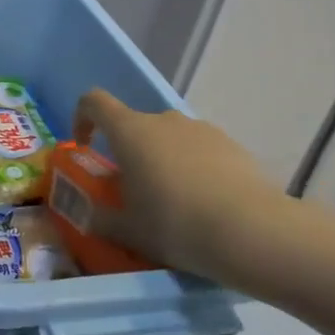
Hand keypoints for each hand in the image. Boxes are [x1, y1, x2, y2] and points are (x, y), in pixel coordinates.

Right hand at [73, 90, 294, 293]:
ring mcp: (201, 129)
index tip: (86, 146)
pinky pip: (199, 150)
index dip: (82, 118)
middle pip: (135, 125)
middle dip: (128, 152)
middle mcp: (164, 120)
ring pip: (169, 139)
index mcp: (130, 131)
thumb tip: (88, 215)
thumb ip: (101, 219)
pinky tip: (205, 204)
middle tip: (134, 193)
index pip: (94, 102)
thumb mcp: (128, 230)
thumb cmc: (175, 224)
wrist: (252, 231)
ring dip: (162, 160)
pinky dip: (193, 169)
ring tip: (174, 203)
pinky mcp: (231, 145)